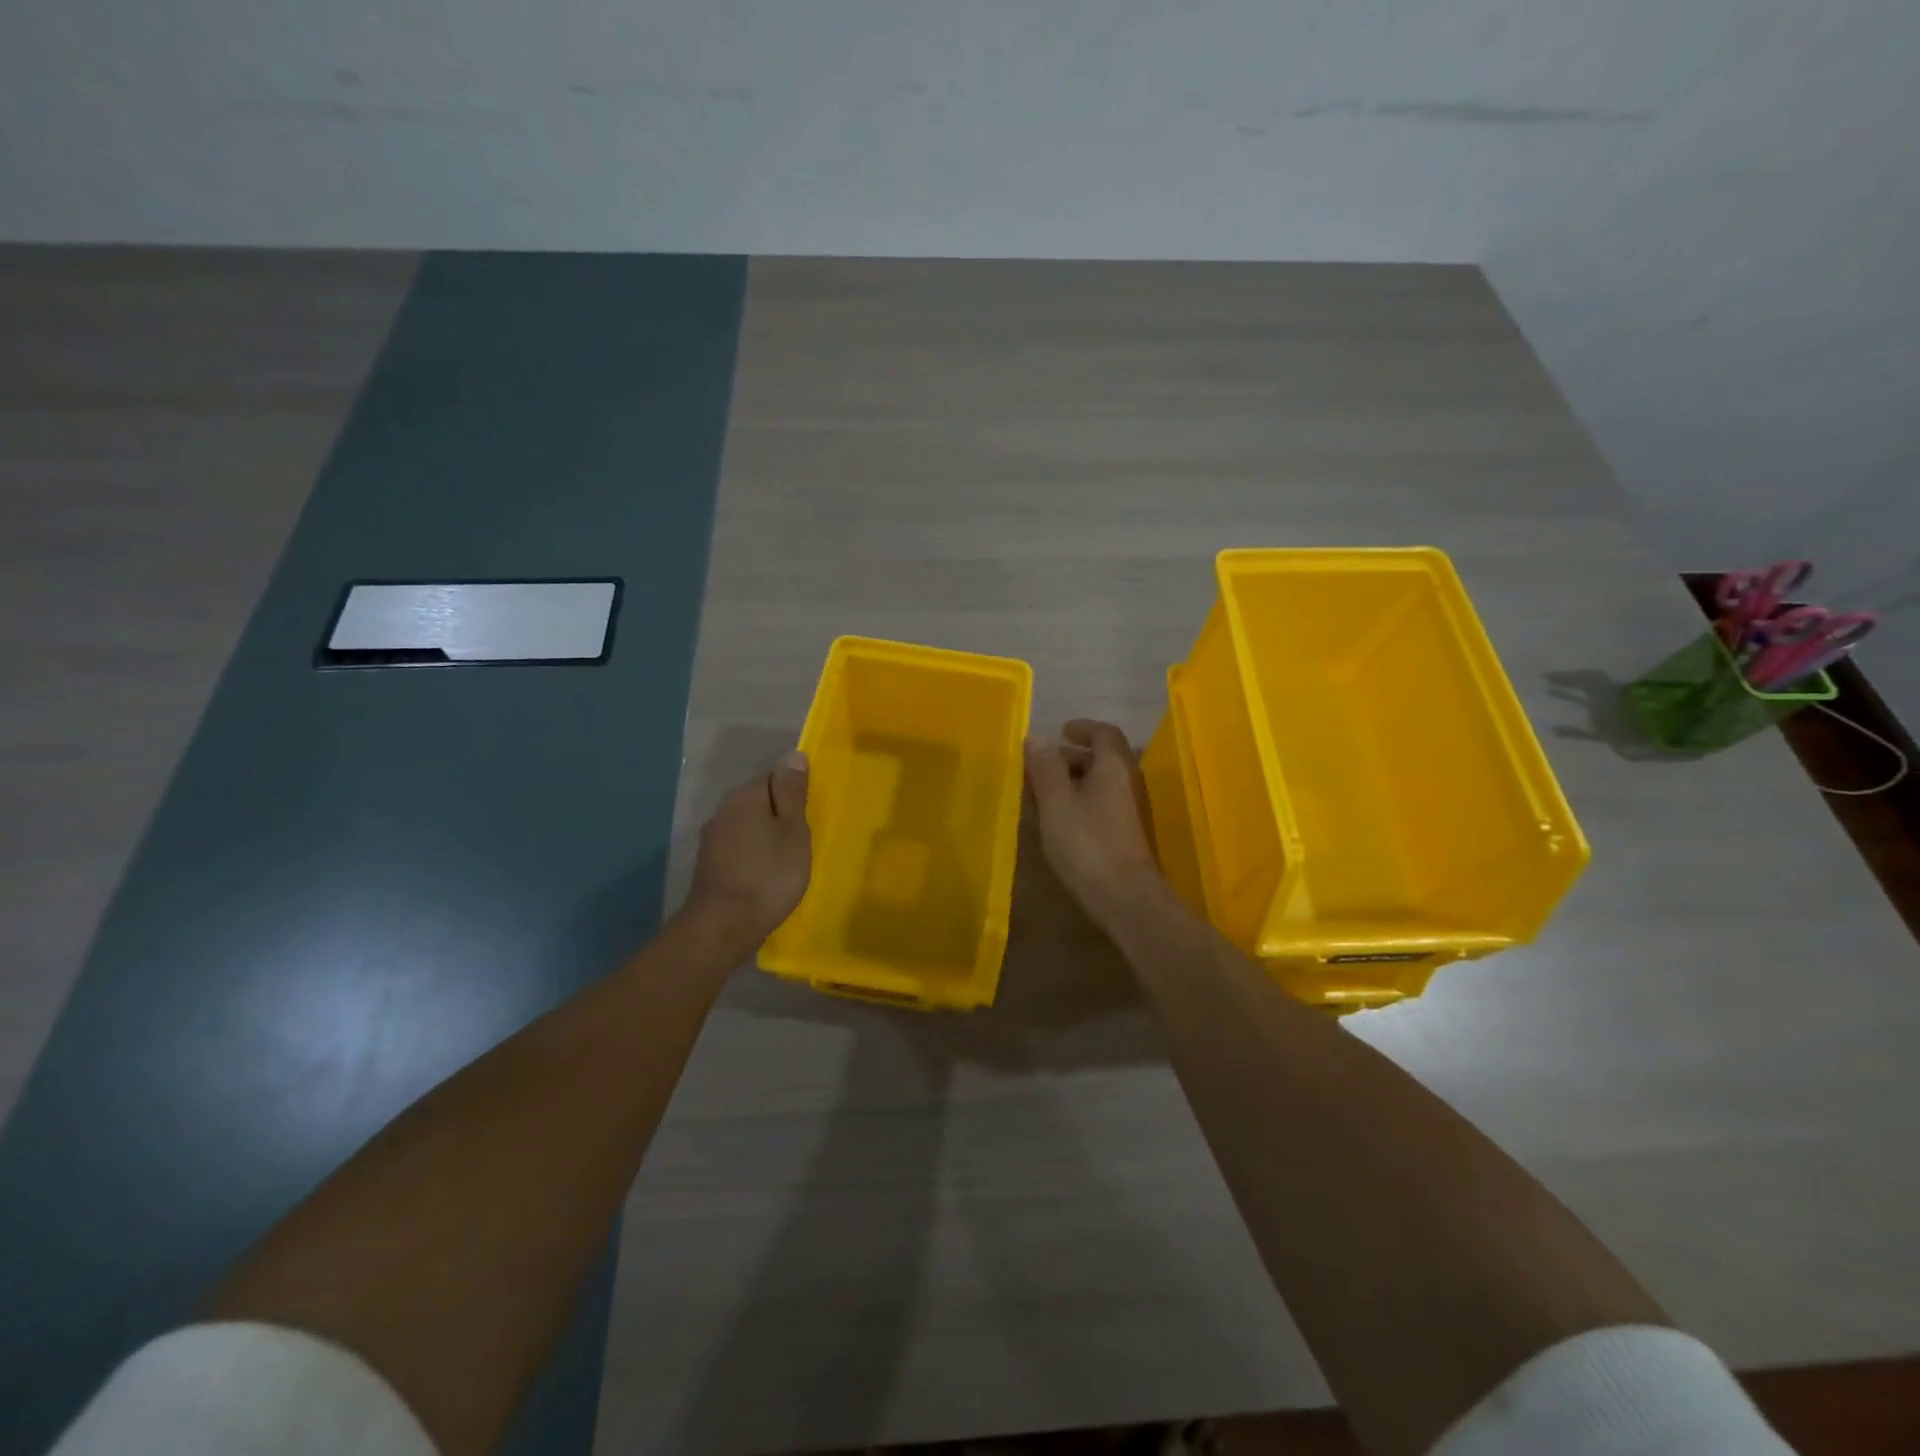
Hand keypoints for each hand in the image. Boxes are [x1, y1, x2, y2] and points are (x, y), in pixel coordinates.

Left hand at [686, 751, 811, 943]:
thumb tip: (793, 755)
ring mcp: (712, 838)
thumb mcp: (792, 830)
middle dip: (779, 812)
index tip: (810, 812)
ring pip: (747, 824)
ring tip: (787, 855)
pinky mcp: (709, 864)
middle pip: (758, 799)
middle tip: (803, 835)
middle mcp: (723, 810)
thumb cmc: (769, 875)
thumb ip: (792, 792)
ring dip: (765, 834)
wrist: (723, 926)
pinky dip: (753, 853)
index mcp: (745, 796)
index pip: (773, 775)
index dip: (794, 790)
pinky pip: (738, 846)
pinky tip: (766, 872)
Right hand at [1025, 720, 1164, 924]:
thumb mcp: (1057, 803)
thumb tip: (1037, 736)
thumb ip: (1046, 768)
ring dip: (1075, 781)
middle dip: (1073, 757)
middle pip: (1104, 758)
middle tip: (1043, 764)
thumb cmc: (1088, 843)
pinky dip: (1081, 801)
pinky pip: (1103, 804)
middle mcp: (1128, 782)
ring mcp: (1131, 809)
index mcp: (1114, 766)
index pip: (1104, 733)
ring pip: (1102, 783)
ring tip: (1044, 793)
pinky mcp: (1127, 834)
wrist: (1126, 897)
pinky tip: (1061, 820)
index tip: (1061, 731)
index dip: (1082, 728)